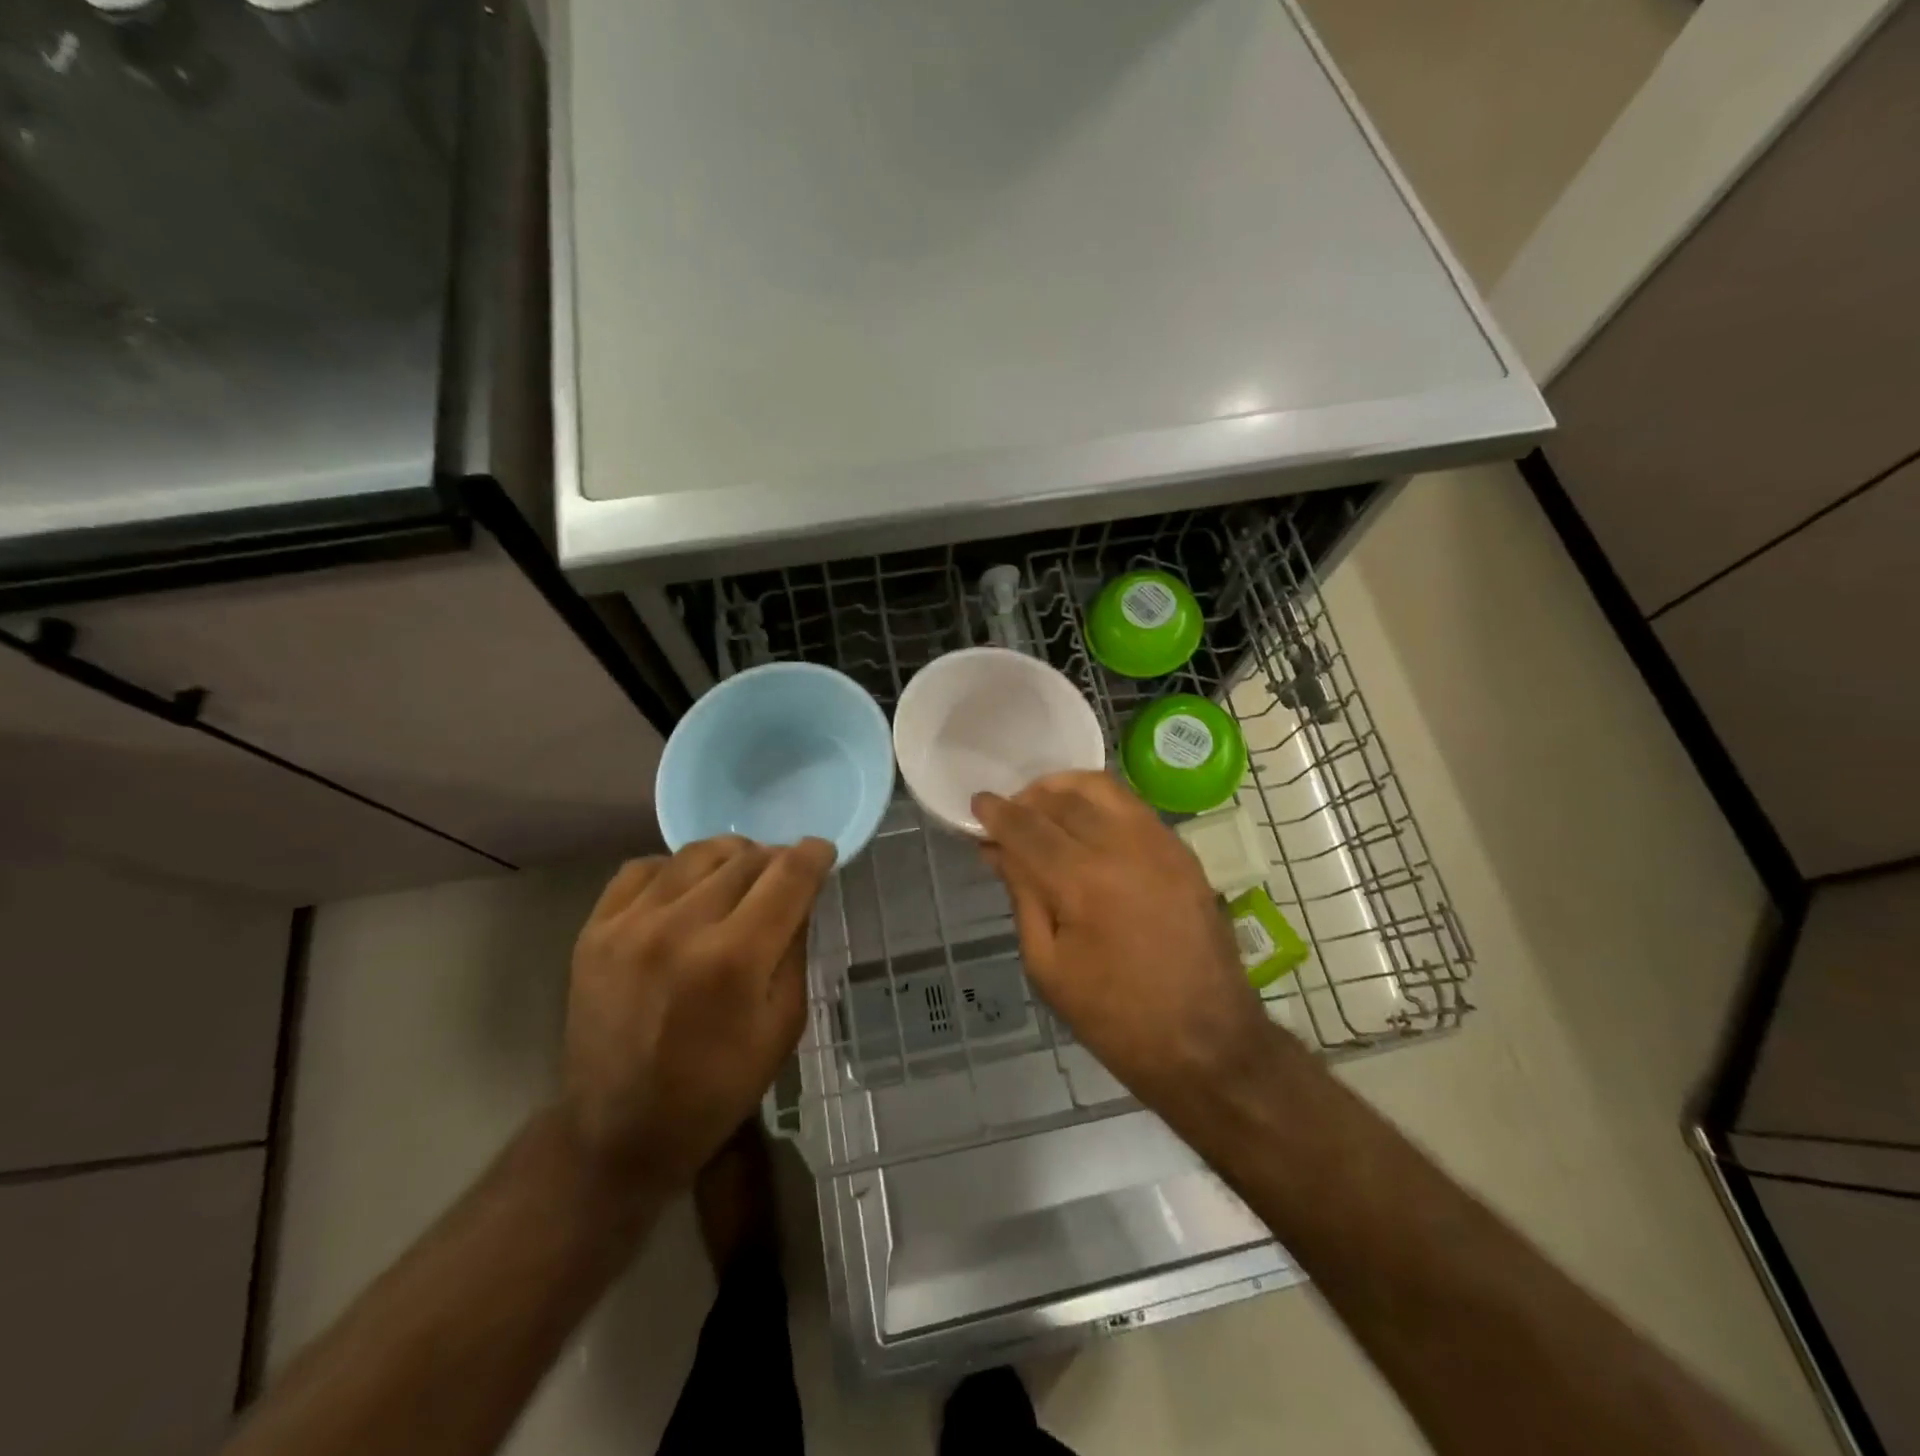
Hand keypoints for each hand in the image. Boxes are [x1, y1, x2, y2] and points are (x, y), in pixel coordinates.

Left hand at [561, 835, 834, 1194]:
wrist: (619, 1132)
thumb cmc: (718, 1088)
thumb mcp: (783, 1025)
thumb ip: (795, 948)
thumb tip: (800, 894)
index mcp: (735, 960)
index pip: (789, 875)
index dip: (814, 854)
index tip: (823, 852)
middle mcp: (681, 928)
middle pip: (746, 858)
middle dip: (775, 860)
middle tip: (782, 877)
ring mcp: (631, 924)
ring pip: (697, 853)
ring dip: (730, 858)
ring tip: (737, 879)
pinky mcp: (595, 929)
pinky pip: (645, 867)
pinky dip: (676, 870)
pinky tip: (686, 892)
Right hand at [974, 772, 1276, 1108]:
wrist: (1206, 1041)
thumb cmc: (1115, 1017)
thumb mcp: (1048, 965)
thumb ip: (1022, 896)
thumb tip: (998, 850)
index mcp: (1083, 880)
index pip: (1027, 827)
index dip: (997, 813)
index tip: (978, 804)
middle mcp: (1123, 846)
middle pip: (1063, 798)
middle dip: (1028, 797)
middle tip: (1009, 814)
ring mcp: (1160, 843)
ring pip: (1103, 788)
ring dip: (1065, 789)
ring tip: (1044, 808)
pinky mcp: (1183, 851)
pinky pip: (1132, 806)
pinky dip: (1100, 802)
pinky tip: (1086, 824)